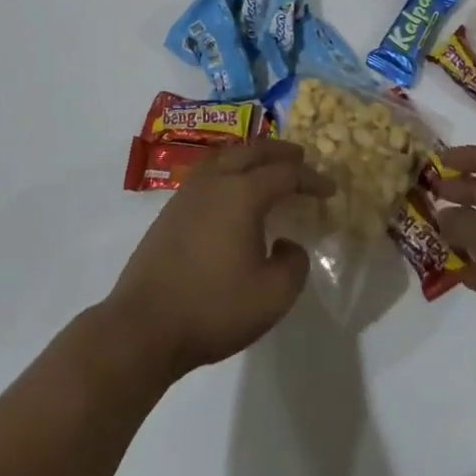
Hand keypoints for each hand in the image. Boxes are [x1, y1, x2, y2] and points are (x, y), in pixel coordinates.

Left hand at [102, 138, 334, 380]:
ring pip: (226, 156)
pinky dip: (230, 169)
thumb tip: (288, 244)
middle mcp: (215, 182)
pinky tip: (233, 190)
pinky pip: (209, 172)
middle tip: (301, 157)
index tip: (330, 189)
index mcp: (242, 194)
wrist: (145, 324)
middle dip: (280, 152)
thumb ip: (294, 265)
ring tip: (267, 166)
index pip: (285, 173)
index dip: (311, 178)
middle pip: (252, 151)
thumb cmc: (213, 308)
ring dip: (251, 155)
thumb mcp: (272, 296)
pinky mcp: (171, 209)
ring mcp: (188, 192)